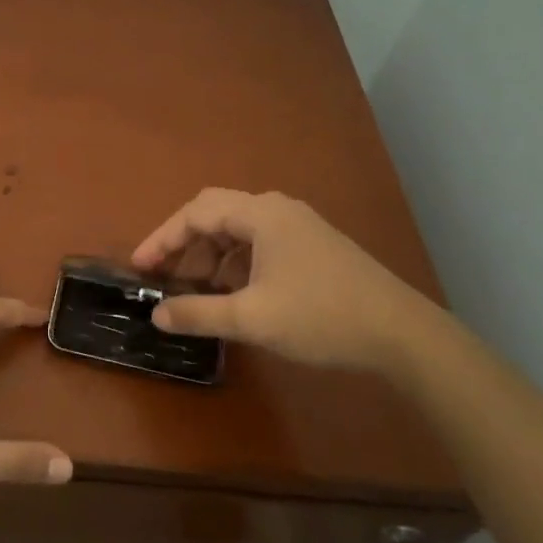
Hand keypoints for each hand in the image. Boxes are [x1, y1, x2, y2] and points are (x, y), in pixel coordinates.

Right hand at [130, 189, 439, 372]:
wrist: (402, 333)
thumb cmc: (321, 317)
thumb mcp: (252, 318)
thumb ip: (199, 313)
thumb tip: (157, 314)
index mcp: (261, 214)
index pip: (196, 213)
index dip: (162, 239)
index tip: (140, 268)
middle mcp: (278, 209)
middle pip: (216, 212)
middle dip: (186, 242)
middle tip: (165, 274)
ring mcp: (300, 225)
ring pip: (240, 229)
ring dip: (212, 254)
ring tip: (199, 289)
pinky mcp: (314, 245)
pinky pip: (261, 242)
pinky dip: (237, 262)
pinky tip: (237, 293)